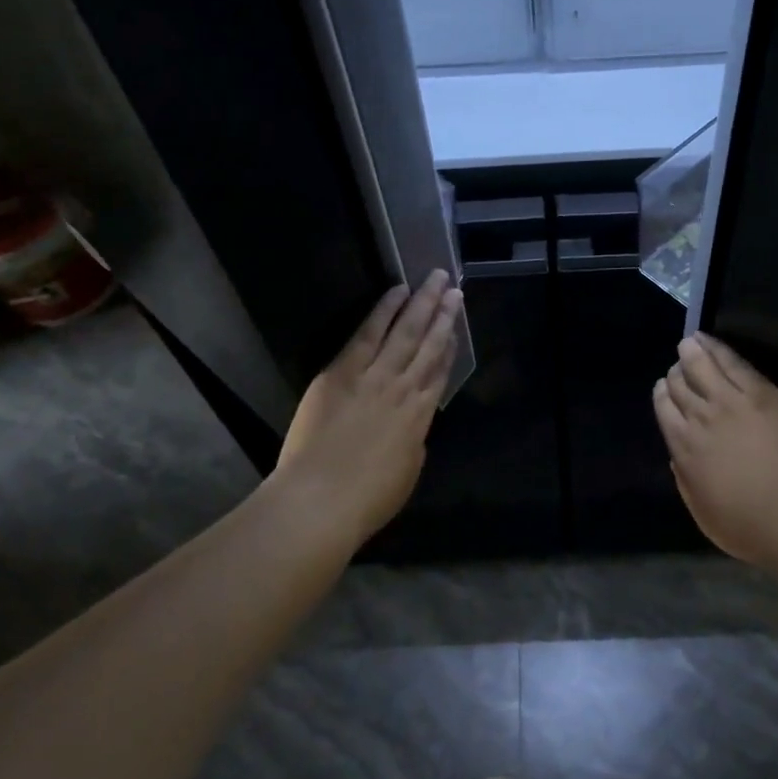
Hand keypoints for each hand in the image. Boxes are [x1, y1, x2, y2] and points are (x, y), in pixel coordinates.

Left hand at [272, 270, 462, 547]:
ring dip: (421, 303)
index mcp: (420, 416)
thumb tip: (411, 423)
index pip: (439, 372)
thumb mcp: (407, 470)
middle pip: (428, 344)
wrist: (321, 499)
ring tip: (434, 279)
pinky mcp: (342, 371)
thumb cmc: (366, 499)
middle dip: (443, 314)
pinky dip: (383, 310)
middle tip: (453, 288)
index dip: (449, 347)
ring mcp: (373, 376)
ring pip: (404, 331)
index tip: (456, 326)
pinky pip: (367, 333)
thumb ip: (412, 439)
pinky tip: (396, 292)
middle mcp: (404, 388)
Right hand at [653, 334, 777, 564]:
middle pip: (679, 385)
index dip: (662, 395)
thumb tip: (678, 456)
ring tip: (689, 343)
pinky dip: (716, 348)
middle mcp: (699, 418)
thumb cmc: (745, 524)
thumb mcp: (700, 509)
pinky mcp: (759, 393)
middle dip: (676, 374)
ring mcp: (729, 401)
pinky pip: (732, 363)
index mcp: (682, 447)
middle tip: (680, 369)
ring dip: (691, 352)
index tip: (665, 390)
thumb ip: (684, 479)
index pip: (663, 408)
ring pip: (700, 366)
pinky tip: (708, 340)